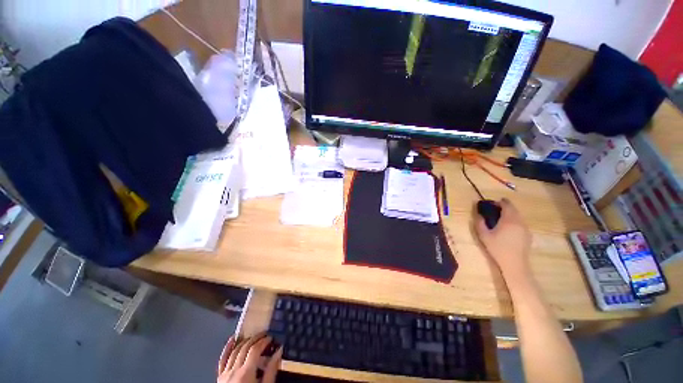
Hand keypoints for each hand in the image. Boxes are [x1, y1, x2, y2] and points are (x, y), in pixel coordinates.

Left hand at [217, 334, 282, 382]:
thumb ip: (271, 370)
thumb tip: (279, 351)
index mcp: (246, 372)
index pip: (255, 350)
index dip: (263, 341)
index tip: (271, 337)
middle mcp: (234, 370)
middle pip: (245, 348)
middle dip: (255, 339)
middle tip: (264, 335)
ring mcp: (225, 374)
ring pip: (234, 352)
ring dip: (244, 341)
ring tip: (253, 336)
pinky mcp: (219, 378)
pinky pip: (222, 361)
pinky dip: (226, 349)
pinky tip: (231, 340)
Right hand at [474, 198, 531, 285]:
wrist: (514, 264)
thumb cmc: (497, 248)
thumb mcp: (484, 235)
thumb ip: (479, 222)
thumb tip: (477, 213)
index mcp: (509, 220)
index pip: (507, 205)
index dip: (499, 202)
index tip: (491, 203)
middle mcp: (520, 221)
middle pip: (513, 209)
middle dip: (504, 207)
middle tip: (494, 210)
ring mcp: (525, 228)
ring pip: (518, 216)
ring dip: (510, 214)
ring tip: (500, 219)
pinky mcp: (528, 234)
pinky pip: (521, 223)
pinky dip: (514, 221)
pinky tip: (507, 228)